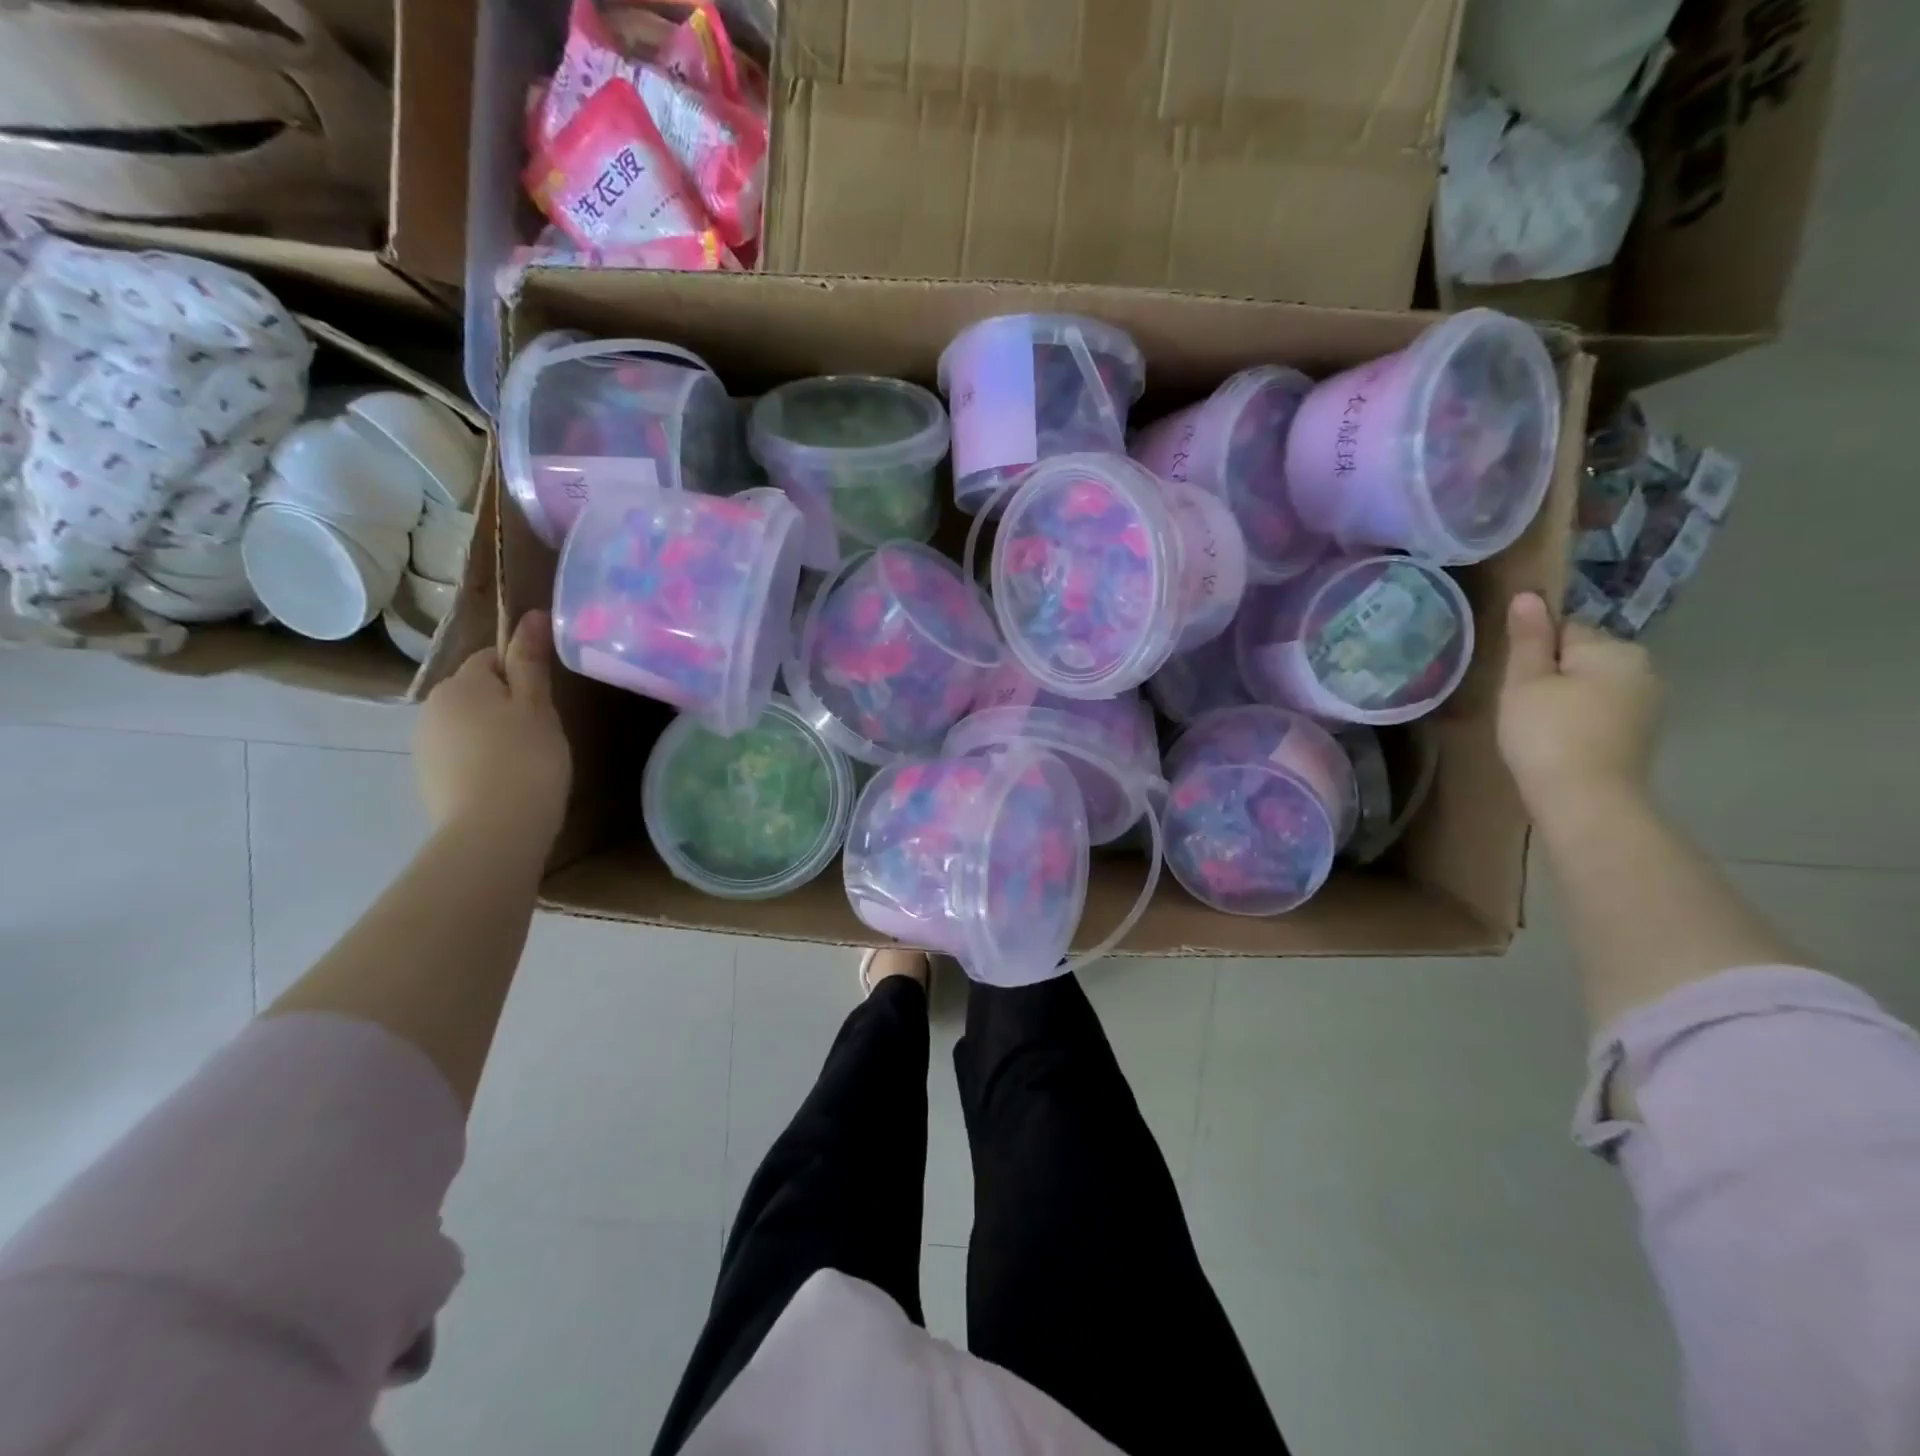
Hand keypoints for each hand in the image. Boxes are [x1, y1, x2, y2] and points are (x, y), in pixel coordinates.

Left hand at [415, 610, 571, 842]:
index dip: (523, 674)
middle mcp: (432, 708)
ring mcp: (425, 746)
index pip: (492, 659)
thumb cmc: (526, 759)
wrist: (493, 831)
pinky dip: (482, 762)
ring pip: (468, 725)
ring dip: (493, 734)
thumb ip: (531, 660)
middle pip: (477, 692)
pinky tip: (506, 782)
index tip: (547, 701)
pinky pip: (461, 756)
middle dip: (506, 705)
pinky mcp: (428, 780)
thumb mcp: (537, 706)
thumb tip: (530, 615)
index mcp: (461, 683)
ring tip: (528, 762)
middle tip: (543, 732)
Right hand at [1498, 592, 1659, 818]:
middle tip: (1521, 706)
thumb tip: (1529, 595)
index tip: (1516, 682)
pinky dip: (1579, 720)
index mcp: (1614, 649)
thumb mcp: (1525, 681)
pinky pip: (1601, 711)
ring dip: (1564, 698)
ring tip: (1537, 727)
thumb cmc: (1547, 734)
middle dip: (1552, 674)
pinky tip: (1559, 742)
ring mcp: (1647, 703)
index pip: (1564, 630)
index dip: (1534, 653)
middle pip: (1581, 657)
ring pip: (1590, 685)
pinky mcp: (1640, 733)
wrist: (1585, 800)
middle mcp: (1642, 668)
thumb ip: (1528, 638)